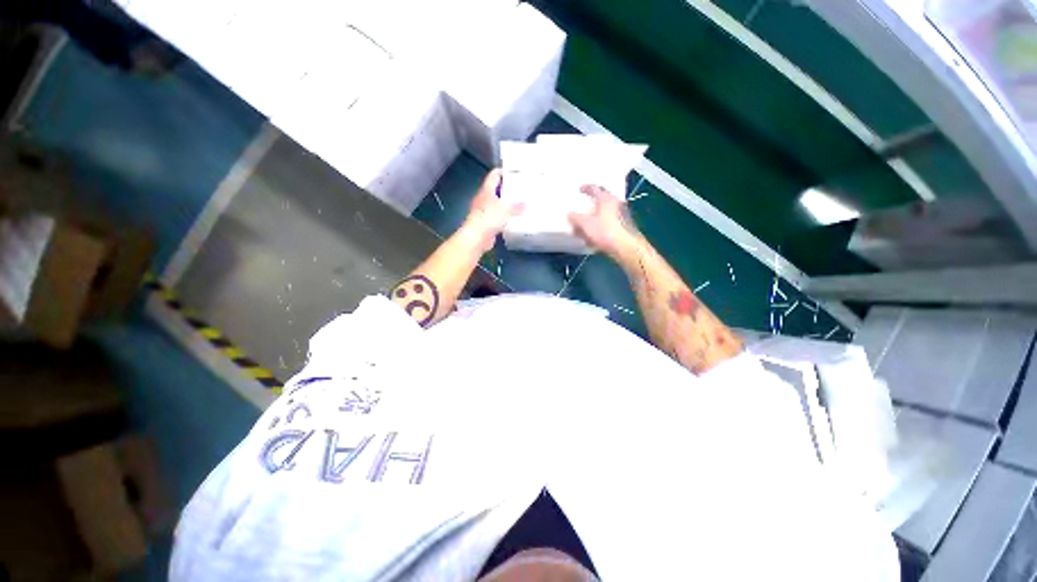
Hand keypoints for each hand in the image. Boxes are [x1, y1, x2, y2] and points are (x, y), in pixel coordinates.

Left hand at [463, 169, 523, 251]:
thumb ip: (517, 206)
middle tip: (521, 189)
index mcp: (487, 190)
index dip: (503, 172)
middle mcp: (484, 198)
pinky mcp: (485, 223)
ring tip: (520, 204)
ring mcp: (483, 211)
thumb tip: (527, 204)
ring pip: (497, 204)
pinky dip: (504, 217)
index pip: (494, 175)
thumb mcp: (506, 209)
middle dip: (508, 189)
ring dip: (506, 204)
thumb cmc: (489, 218)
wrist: (476, 237)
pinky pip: (497, 217)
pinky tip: (513, 219)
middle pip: (496, 189)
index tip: (515, 172)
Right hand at [569, 185, 640, 258]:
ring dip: (594, 220)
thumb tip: (570, 214)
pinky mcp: (623, 228)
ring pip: (604, 215)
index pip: (595, 189)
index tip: (580, 189)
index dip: (586, 188)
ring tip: (584, 228)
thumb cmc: (605, 231)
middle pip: (601, 202)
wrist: (625, 247)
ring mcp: (621, 216)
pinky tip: (592, 239)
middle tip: (581, 210)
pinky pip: (607, 226)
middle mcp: (616, 204)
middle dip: (590, 207)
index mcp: (607, 199)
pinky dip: (599, 229)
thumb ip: (575, 217)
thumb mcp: (585, 223)